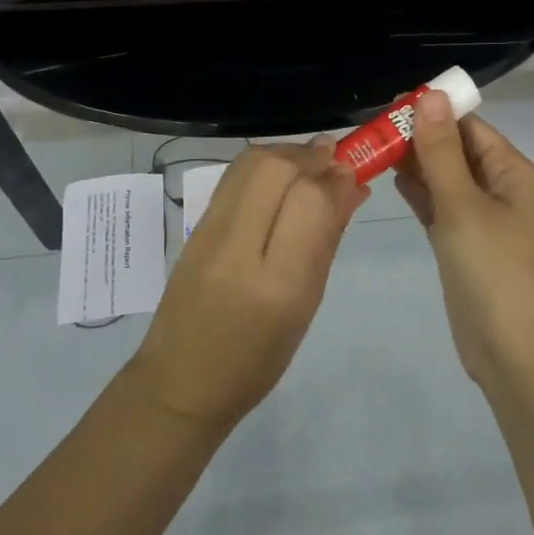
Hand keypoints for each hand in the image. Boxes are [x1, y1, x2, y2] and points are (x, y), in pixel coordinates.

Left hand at [127, 140, 365, 429]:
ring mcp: (208, 233)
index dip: (334, 178)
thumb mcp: (305, 306)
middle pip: (274, 169)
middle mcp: (237, 249)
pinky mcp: (193, 226)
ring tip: (309, 163)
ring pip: (249, 164)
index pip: (308, 202)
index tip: (352, 170)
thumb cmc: (258, 359)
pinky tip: (279, 175)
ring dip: (285, 153)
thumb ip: (326, 240)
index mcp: (276, 285)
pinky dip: (262, 165)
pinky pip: (233, 178)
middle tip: (332, 158)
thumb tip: (350, 187)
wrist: (182, 381)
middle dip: (309, 155)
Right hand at [395, 93, 533, 387]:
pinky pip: (440, 208)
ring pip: (445, 179)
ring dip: (415, 164)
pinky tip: (392, 179)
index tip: (387, 105)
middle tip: (369, 128)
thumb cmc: (495, 270)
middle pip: (455, 150)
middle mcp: (499, 189)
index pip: (468, 126)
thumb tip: (430, 94)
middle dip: (418, 137)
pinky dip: (419, 194)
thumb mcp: (463, 204)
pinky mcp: (464, 246)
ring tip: (372, 147)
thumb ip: (441, 151)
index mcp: (510, 171)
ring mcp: (482, 220)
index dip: (431, 111)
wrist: (517, 353)